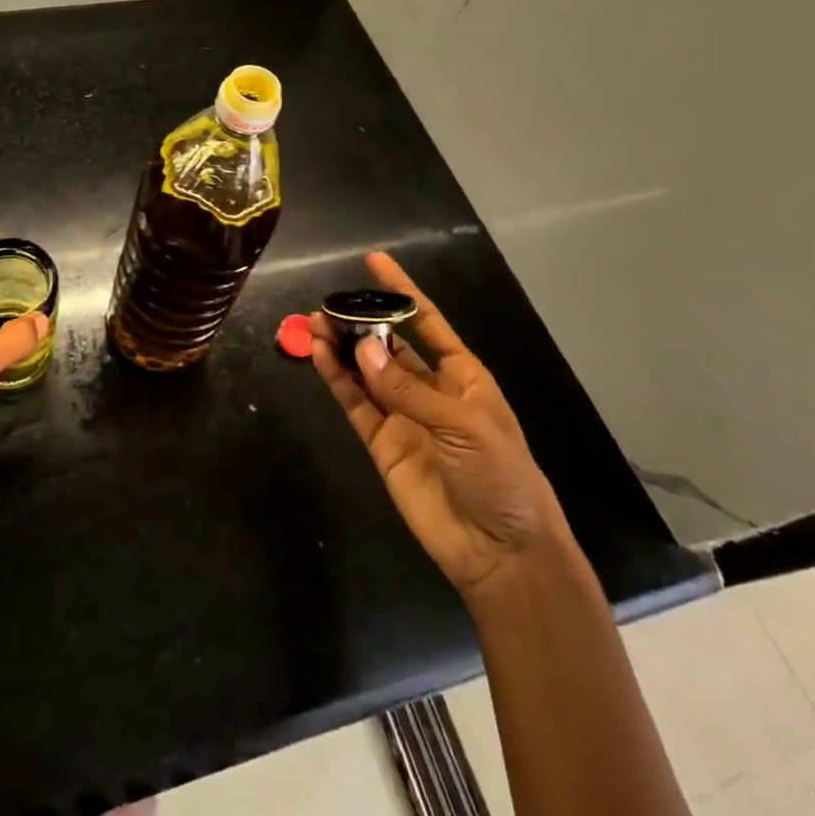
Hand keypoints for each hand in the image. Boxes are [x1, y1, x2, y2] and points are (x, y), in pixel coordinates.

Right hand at [311, 252, 568, 598]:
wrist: (501, 553)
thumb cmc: (501, 477)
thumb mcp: (464, 425)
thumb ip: (408, 388)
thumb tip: (361, 348)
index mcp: (462, 376)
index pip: (427, 321)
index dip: (400, 291)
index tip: (374, 262)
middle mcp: (429, 389)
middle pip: (387, 344)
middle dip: (359, 322)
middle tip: (326, 306)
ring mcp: (402, 416)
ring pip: (364, 370)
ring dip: (340, 348)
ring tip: (313, 325)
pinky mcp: (382, 443)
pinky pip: (355, 403)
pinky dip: (336, 380)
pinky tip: (319, 357)